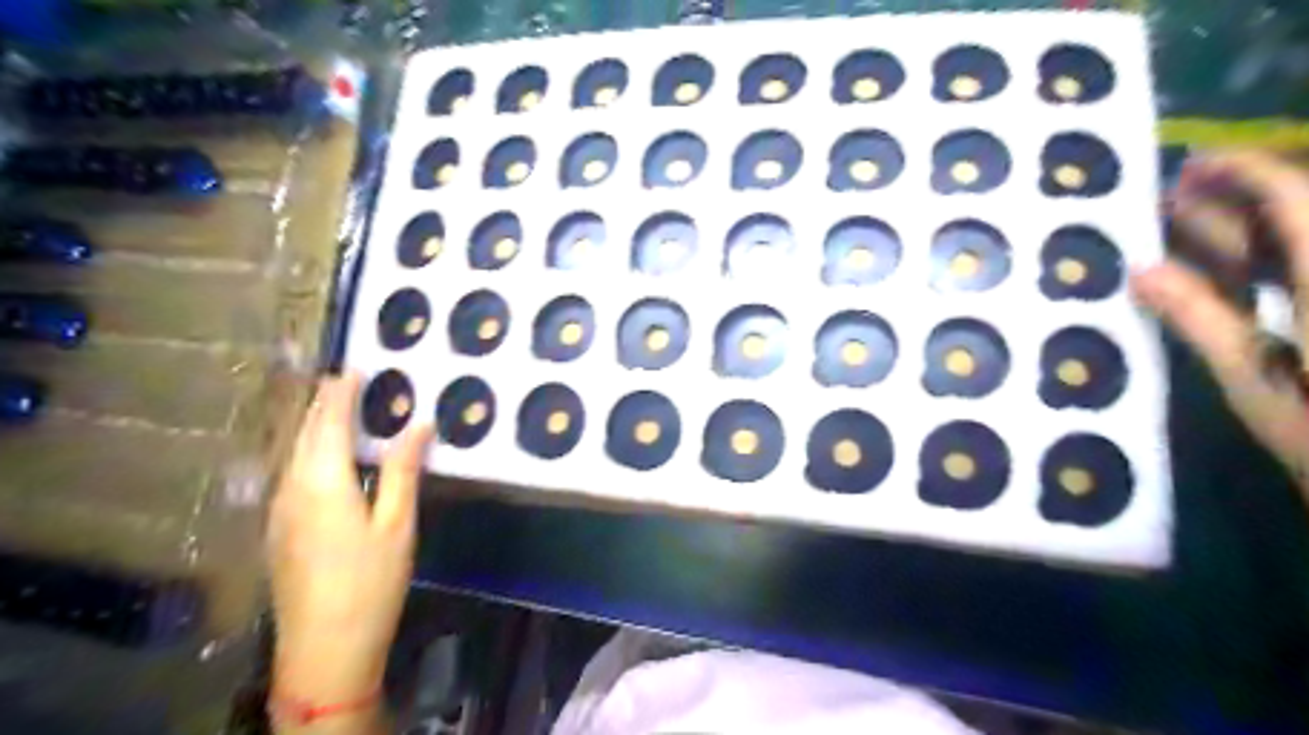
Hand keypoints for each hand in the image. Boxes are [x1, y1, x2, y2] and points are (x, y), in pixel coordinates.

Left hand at [267, 373, 431, 710]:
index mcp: (323, 483)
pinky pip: (292, 473)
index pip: (331, 424)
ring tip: (334, 407)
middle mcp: (292, 489)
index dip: (342, 394)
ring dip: (314, 426)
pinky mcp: (279, 530)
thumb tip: (420, 424)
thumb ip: (403, 470)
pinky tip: (322, 456)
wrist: (324, 649)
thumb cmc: (371, 582)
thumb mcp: (398, 524)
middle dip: (323, 404)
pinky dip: (309, 451)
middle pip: (306, 434)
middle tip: (342, 379)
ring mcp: (280, 511)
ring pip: (294, 453)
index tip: (354, 368)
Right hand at [1130, 148, 1308, 482]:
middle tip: (1168, 199)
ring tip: (1183, 227)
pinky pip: (1289, 275)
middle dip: (1232, 200)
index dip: (1241, 173)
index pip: (1292, 198)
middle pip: (1296, 215)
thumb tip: (1141, 271)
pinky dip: (1256, 266)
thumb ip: (1198, 316)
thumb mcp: (1249, 376)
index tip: (1188, 166)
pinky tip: (1217, 272)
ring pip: (1293, 244)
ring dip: (1240, 231)